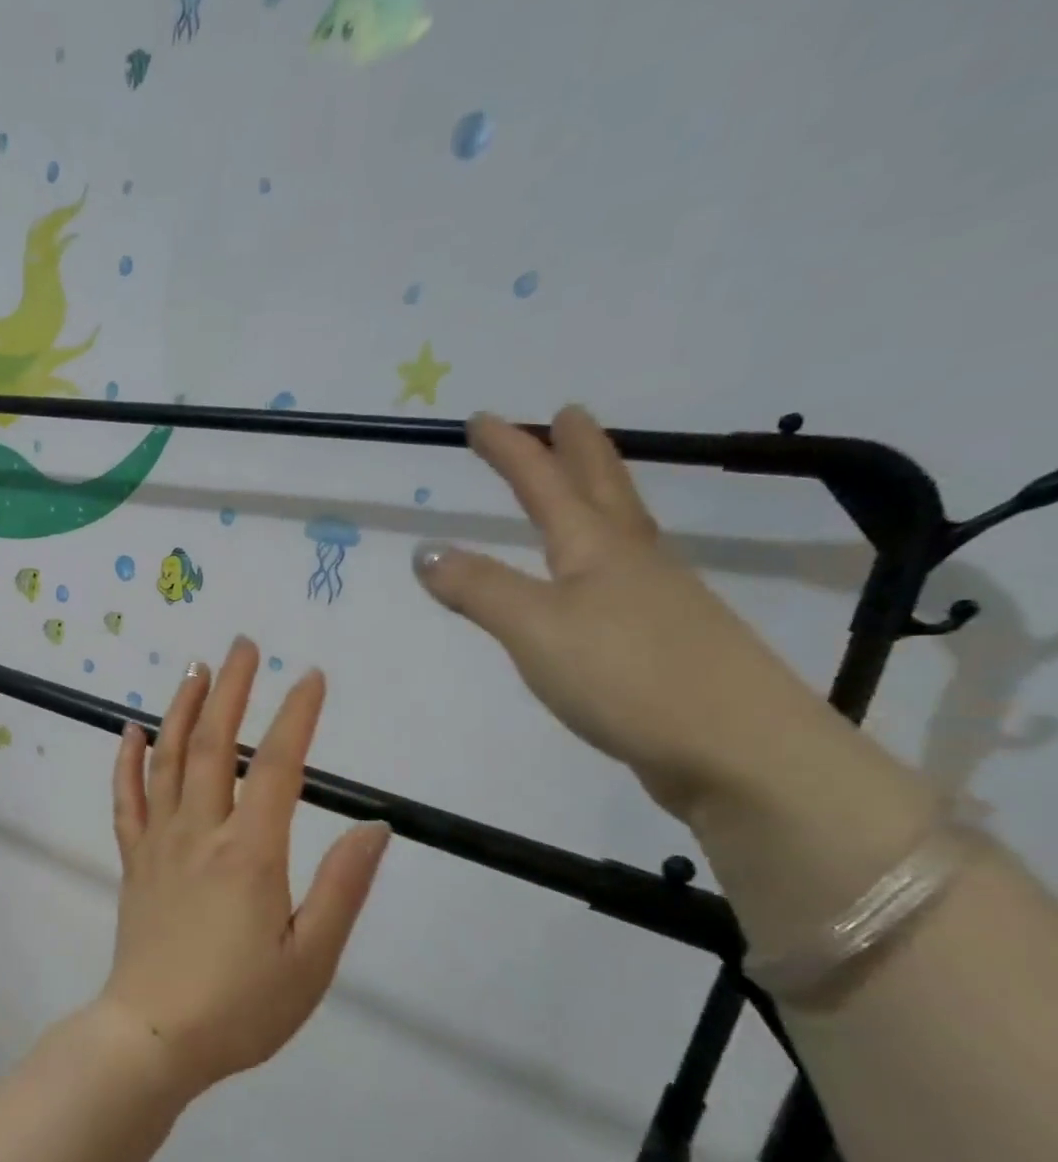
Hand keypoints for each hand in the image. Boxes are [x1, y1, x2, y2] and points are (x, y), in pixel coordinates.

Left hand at [104, 638, 391, 1094]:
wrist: (152, 1039)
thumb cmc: (240, 1006)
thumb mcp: (310, 959)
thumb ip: (342, 888)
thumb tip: (375, 827)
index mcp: (249, 854)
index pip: (276, 767)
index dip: (296, 717)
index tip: (311, 677)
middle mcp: (199, 834)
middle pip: (212, 746)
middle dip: (230, 690)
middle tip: (242, 646)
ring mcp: (158, 844)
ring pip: (166, 760)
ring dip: (182, 709)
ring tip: (195, 668)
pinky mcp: (133, 862)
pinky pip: (126, 800)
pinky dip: (127, 761)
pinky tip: (131, 731)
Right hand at [415, 407, 845, 821]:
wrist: (734, 747)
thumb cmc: (625, 674)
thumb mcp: (534, 627)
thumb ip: (479, 588)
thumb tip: (426, 551)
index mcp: (597, 548)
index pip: (545, 485)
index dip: (512, 450)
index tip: (481, 419)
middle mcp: (632, 561)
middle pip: (603, 489)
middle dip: (578, 450)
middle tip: (568, 414)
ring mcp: (657, 599)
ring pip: (622, 529)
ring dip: (600, 495)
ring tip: (585, 483)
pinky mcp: (664, 640)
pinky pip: (626, 574)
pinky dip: (605, 554)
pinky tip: (600, 577)